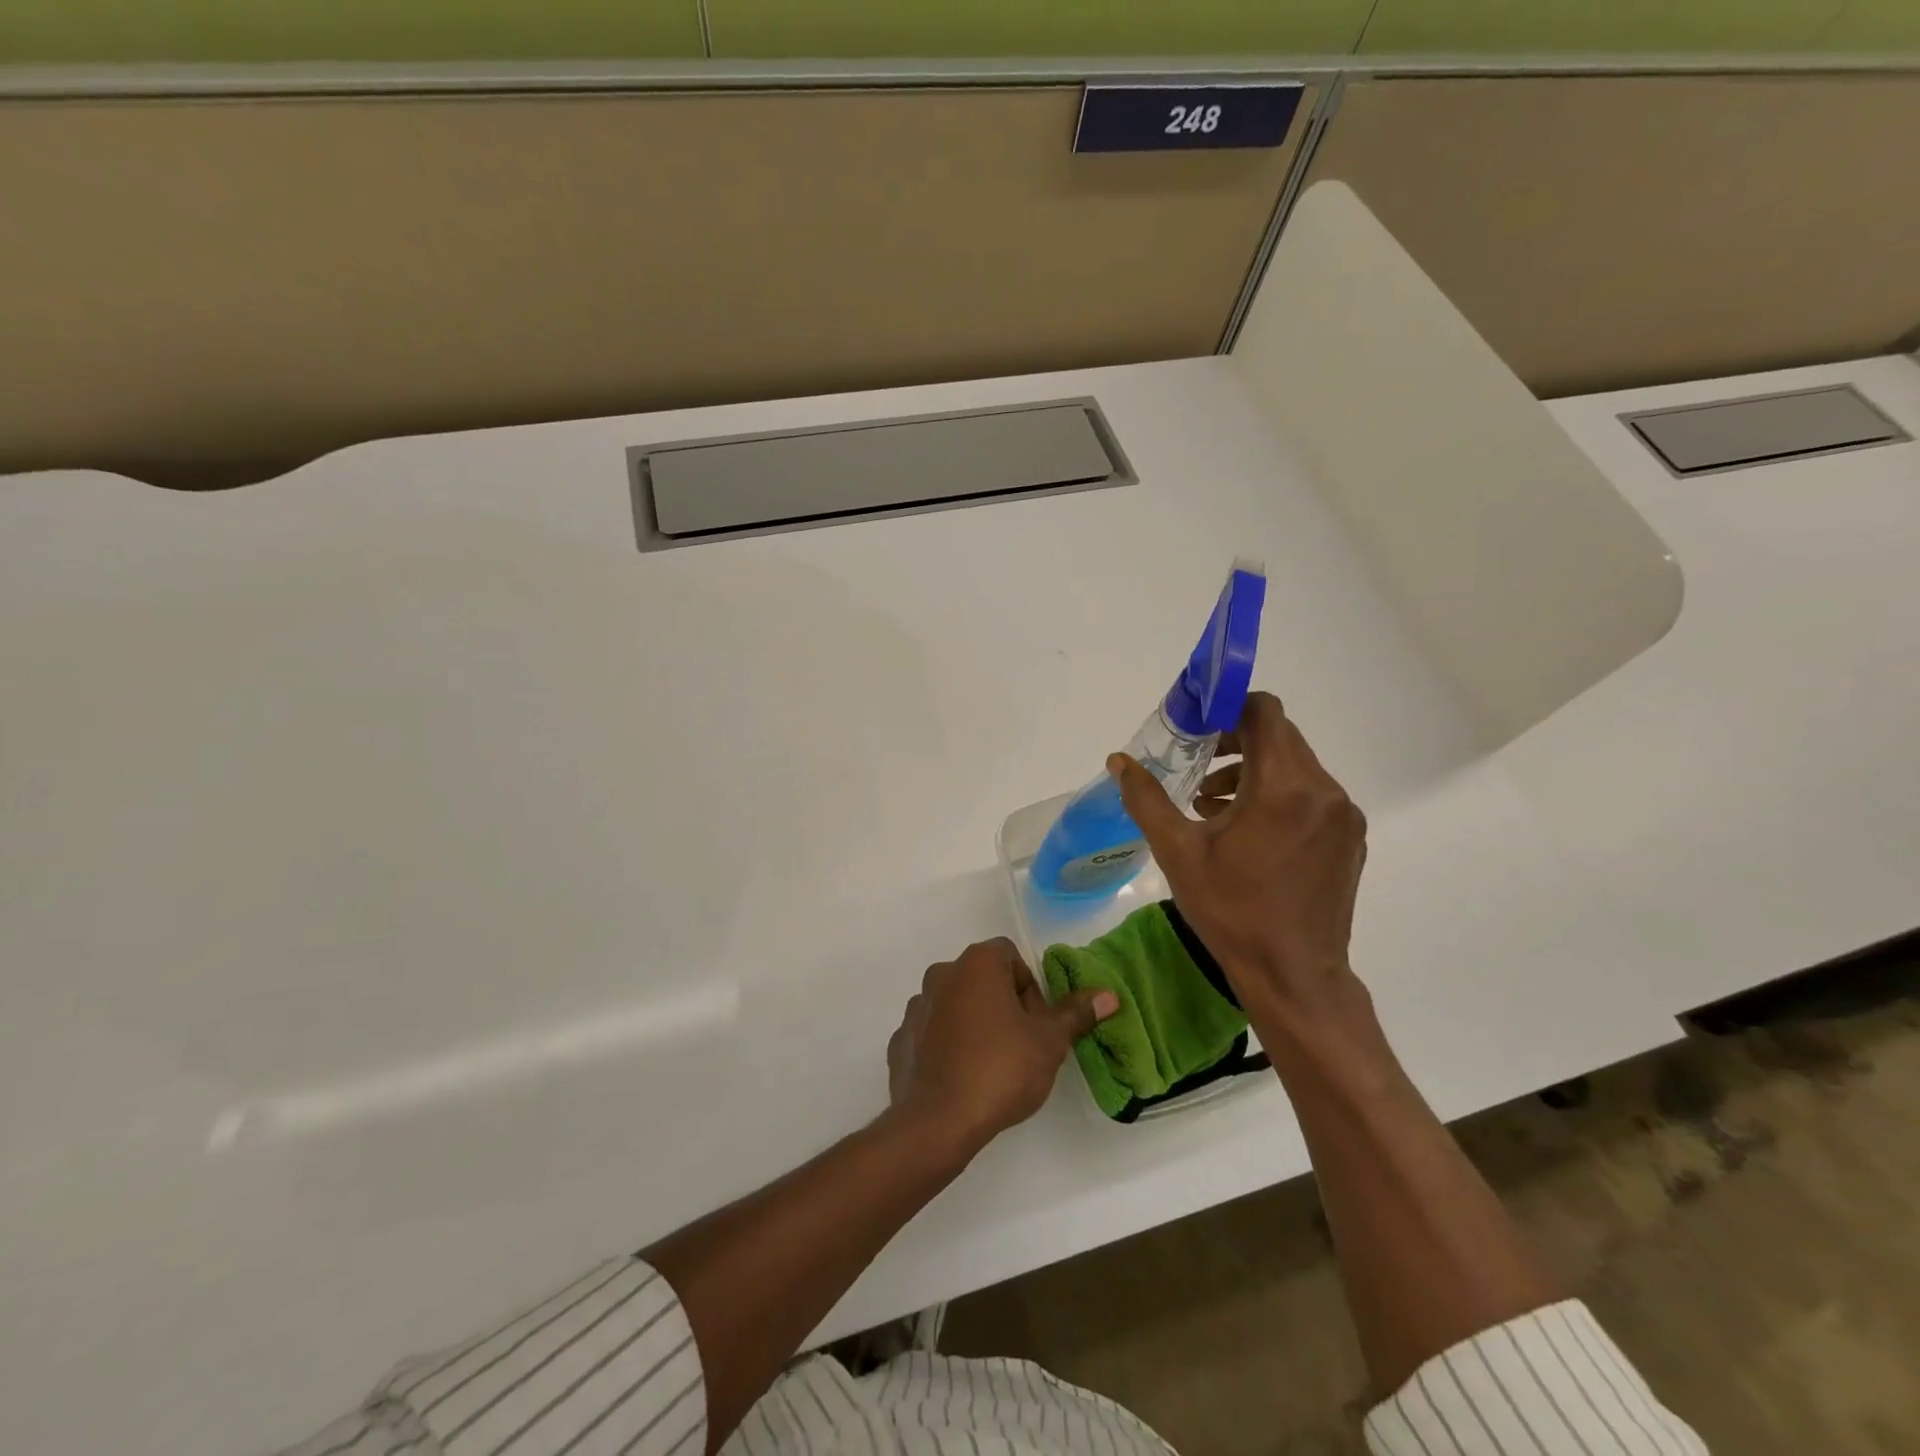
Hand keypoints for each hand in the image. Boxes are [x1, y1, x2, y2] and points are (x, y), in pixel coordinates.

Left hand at [887, 938, 1117, 1147]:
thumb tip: (1107, 995)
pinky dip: (947, 1046)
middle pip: (983, 979)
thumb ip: (1075, 1014)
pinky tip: (961, 1078)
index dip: (1030, 988)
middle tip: (1021, 1046)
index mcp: (977, 964)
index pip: (1010, 957)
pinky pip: (932, 1033)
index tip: (1036, 1024)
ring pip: (956, 1005)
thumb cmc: (1000, 1069)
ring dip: (974, 1024)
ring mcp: (917, 1006)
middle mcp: (942, 974)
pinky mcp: (900, 1039)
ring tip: (991, 1066)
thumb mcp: (1049, 1042)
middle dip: (1004, 1005)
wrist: (937, 1121)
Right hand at [1107, 691, 1367, 1025]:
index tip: (1196, 723)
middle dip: (1235, 741)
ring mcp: (1343, 816)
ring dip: (1253, 769)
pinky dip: (1277, 795)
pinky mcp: (1349, 839)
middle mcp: (1324, 791)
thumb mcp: (1178, 852)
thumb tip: (1119, 761)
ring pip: (1295, 766)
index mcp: (1284, 787)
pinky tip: (1244, 829)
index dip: (1228, 706)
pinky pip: (1311, 795)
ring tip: (1210, 802)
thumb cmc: (1232, 911)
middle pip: (1280, 737)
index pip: (1263, 713)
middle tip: (1195, 761)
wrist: (1294, 976)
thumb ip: (1146, 799)